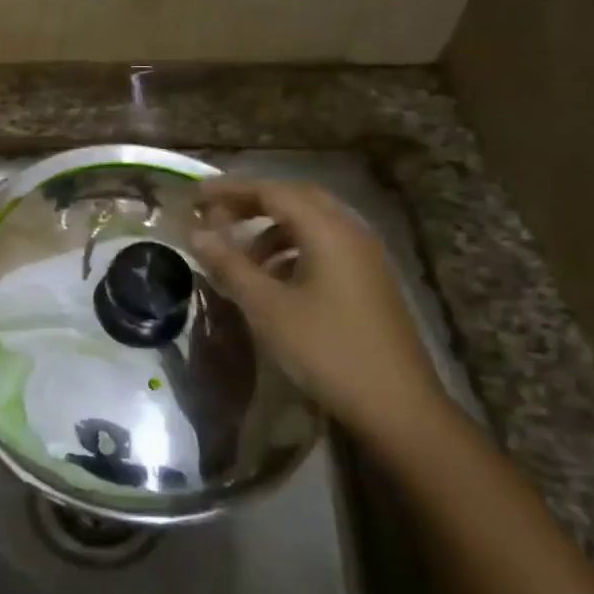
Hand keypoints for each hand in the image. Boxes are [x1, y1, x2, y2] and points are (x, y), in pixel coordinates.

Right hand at [190, 178, 439, 431]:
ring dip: (273, 229)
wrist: (396, 404)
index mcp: (327, 230)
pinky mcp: (369, 278)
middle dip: (253, 202)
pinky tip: (276, 279)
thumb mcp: (268, 308)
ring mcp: (365, 255)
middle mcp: (350, 230)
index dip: (231, 189)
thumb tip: (196, 233)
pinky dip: (294, 249)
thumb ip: (230, 264)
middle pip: (295, 198)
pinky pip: (326, 245)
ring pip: (312, 222)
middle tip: (217, 215)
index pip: (272, 190)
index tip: (196, 196)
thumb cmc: (327, 350)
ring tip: (242, 255)